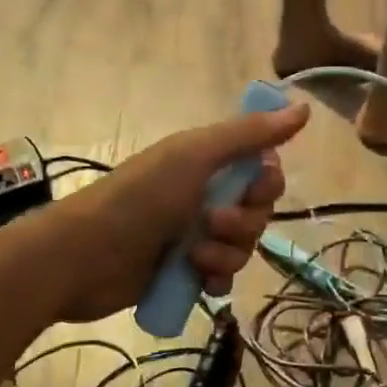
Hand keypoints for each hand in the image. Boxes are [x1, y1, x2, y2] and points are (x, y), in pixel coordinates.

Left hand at [47, 104, 309, 322]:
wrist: (83, 257)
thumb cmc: (140, 197)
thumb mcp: (195, 155)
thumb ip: (249, 134)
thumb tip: (303, 107)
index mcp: (208, 163)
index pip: (263, 169)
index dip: (266, 182)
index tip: (253, 188)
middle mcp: (206, 196)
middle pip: (258, 211)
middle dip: (244, 221)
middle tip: (212, 222)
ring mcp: (196, 236)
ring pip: (243, 247)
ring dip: (226, 252)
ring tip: (193, 254)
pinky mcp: (186, 272)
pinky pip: (223, 277)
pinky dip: (215, 278)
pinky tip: (198, 279)